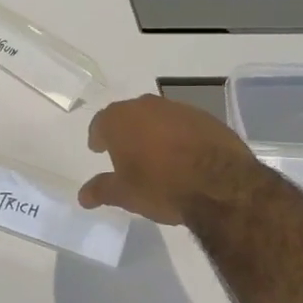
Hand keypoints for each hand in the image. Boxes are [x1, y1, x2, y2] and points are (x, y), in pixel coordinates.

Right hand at [78, 94, 260, 225]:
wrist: (220, 185)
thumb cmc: (161, 187)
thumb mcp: (125, 195)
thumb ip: (101, 190)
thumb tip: (82, 196)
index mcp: (120, 120)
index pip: (100, 123)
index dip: (98, 137)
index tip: (98, 149)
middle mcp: (147, 106)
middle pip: (129, 115)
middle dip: (126, 131)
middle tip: (125, 152)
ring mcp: (179, 108)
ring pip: (158, 117)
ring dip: (154, 132)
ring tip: (156, 155)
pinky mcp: (206, 117)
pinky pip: (184, 124)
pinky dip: (179, 136)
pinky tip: (184, 156)